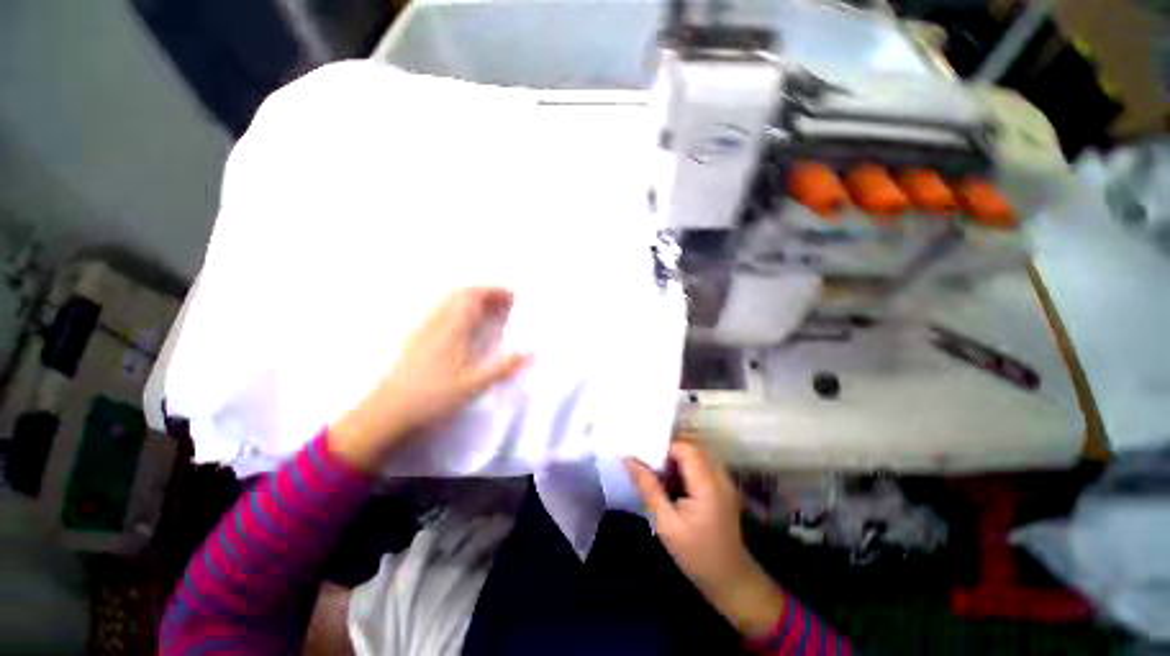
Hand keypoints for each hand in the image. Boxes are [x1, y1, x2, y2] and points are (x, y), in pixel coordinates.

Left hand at [330, 287, 529, 470]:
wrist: (389, 410)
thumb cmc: (434, 396)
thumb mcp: (475, 384)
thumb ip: (503, 367)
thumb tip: (530, 353)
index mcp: (453, 328)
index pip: (475, 297)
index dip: (495, 292)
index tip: (513, 297)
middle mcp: (438, 321)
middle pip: (462, 294)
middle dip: (485, 293)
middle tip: (504, 304)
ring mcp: (424, 328)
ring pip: (449, 301)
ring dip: (471, 300)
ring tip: (488, 312)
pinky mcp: (416, 337)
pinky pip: (440, 312)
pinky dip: (458, 310)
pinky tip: (464, 327)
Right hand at [626, 440, 784, 638]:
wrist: (730, 580)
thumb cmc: (696, 555)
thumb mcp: (666, 524)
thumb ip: (648, 488)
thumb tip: (629, 459)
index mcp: (708, 484)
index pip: (686, 448)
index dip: (664, 448)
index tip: (644, 458)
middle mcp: (720, 476)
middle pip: (692, 447)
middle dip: (668, 452)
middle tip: (648, 464)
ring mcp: (724, 481)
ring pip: (696, 454)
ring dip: (676, 459)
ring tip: (658, 474)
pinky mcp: (722, 486)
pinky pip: (701, 465)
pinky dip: (684, 467)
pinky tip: (672, 484)